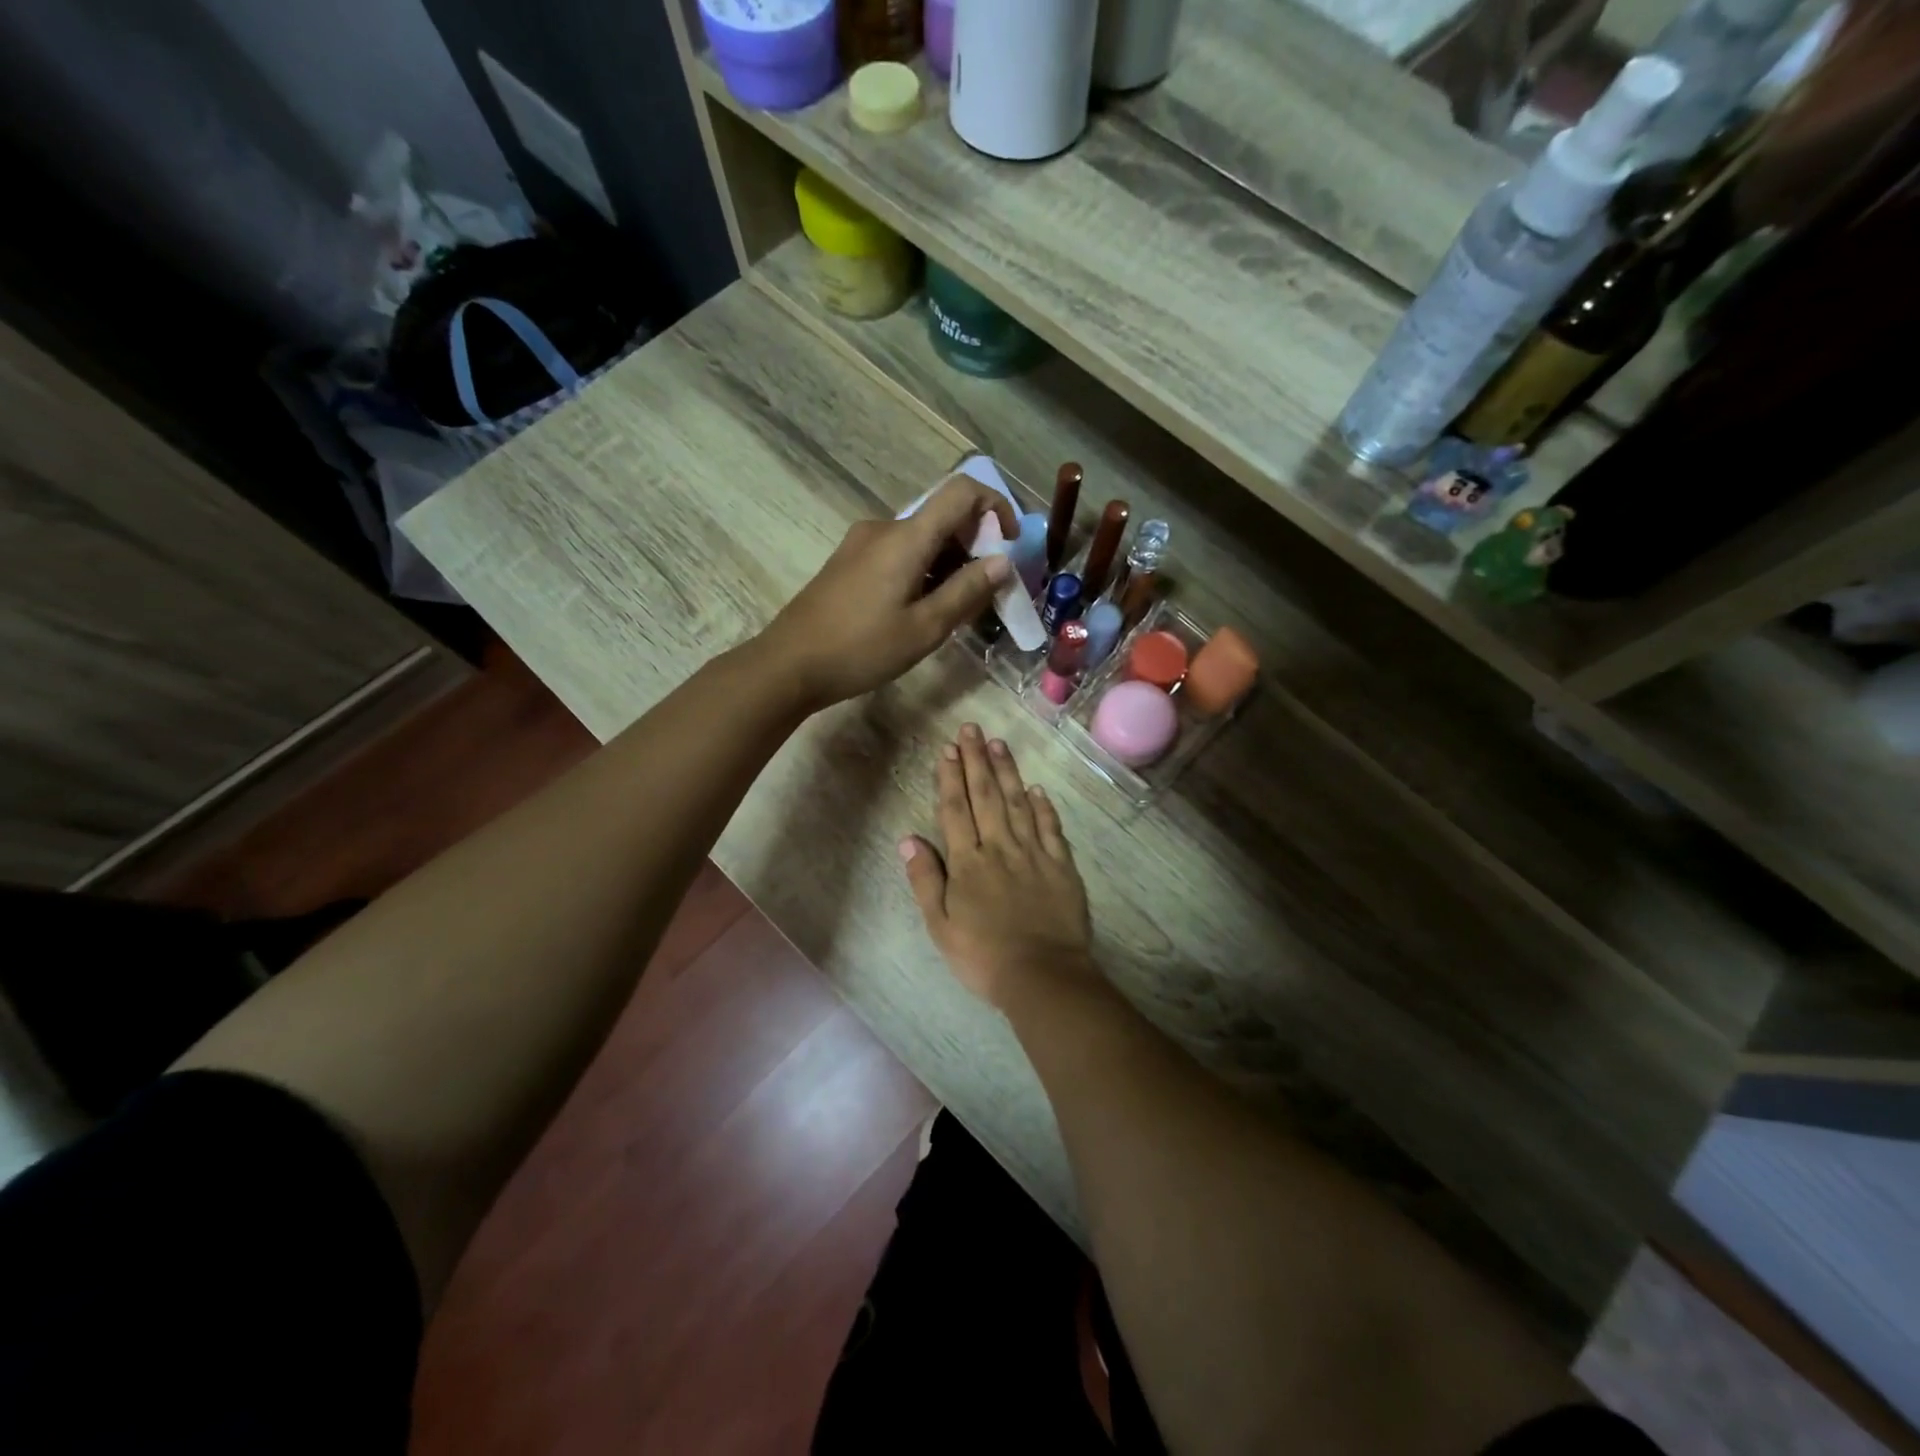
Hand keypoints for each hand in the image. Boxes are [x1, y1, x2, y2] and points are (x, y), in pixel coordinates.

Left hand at [755, 477, 1015, 711]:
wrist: (789, 664)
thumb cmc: (861, 649)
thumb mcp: (925, 628)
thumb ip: (967, 591)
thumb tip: (1003, 562)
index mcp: (906, 537)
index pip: (961, 491)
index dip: (995, 507)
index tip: (1009, 545)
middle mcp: (884, 528)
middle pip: (942, 517)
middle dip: (975, 546)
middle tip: (987, 592)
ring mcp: (862, 543)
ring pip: (921, 538)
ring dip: (949, 562)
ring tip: (957, 608)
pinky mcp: (849, 562)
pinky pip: (898, 552)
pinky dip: (923, 569)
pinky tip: (923, 608)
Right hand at [900, 724, 1094, 1008]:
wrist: (1043, 976)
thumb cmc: (983, 956)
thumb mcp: (940, 925)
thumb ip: (926, 879)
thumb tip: (908, 839)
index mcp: (968, 862)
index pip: (956, 810)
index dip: (950, 777)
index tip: (947, 749)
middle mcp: (1000, 848)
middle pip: (987, 796)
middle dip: (977, 760)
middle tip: (972, 729)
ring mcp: (1034, 854)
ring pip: (1019, 803)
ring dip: (1008, 772)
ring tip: (999, 744)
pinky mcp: (1061, 866)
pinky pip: (1051, 828)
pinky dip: (1043, 806)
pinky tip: (1037, 788)